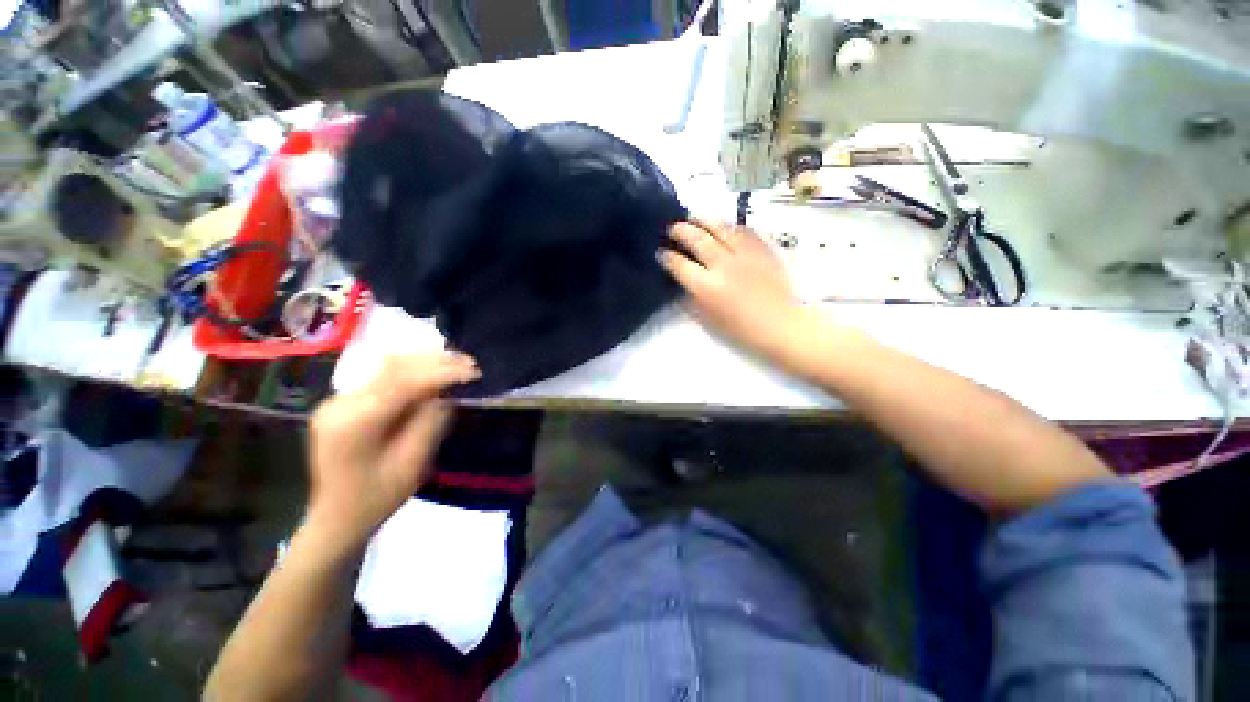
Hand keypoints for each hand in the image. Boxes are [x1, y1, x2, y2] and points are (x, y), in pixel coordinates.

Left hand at [304, 353, 479, 549]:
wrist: (337, 518)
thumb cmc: (378, 498)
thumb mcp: (412, 463)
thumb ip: (431, 422)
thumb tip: (448, 392)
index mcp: (355, 423)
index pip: (404, 382)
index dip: (442, 372)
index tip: (474, 371)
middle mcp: (341, 403)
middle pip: (394, 367)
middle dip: (436, 362)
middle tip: (470, 363)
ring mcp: (339, 400)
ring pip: (388, 367)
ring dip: (426, 363)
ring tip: (458, 364)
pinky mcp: (344, 402)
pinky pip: (383, 377)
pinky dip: (413, 372)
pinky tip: (434, 374)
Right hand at [659, 219, 808, 365]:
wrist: (782, 324)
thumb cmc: (742, 329)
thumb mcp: (708, 319)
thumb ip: (691, 298)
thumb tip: (681, 281)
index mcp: (706, 287)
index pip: (679, 264)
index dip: (666, 256)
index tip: (661, 252)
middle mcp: (722, 265)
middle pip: (696, 239)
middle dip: (679, 230)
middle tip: (672, 228)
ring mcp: (744, 253)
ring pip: (719, 227)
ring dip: (702, 220)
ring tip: (693, 218)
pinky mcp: (762, 248)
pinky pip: (742, 229)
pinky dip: (728, 225)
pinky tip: (722, 225)